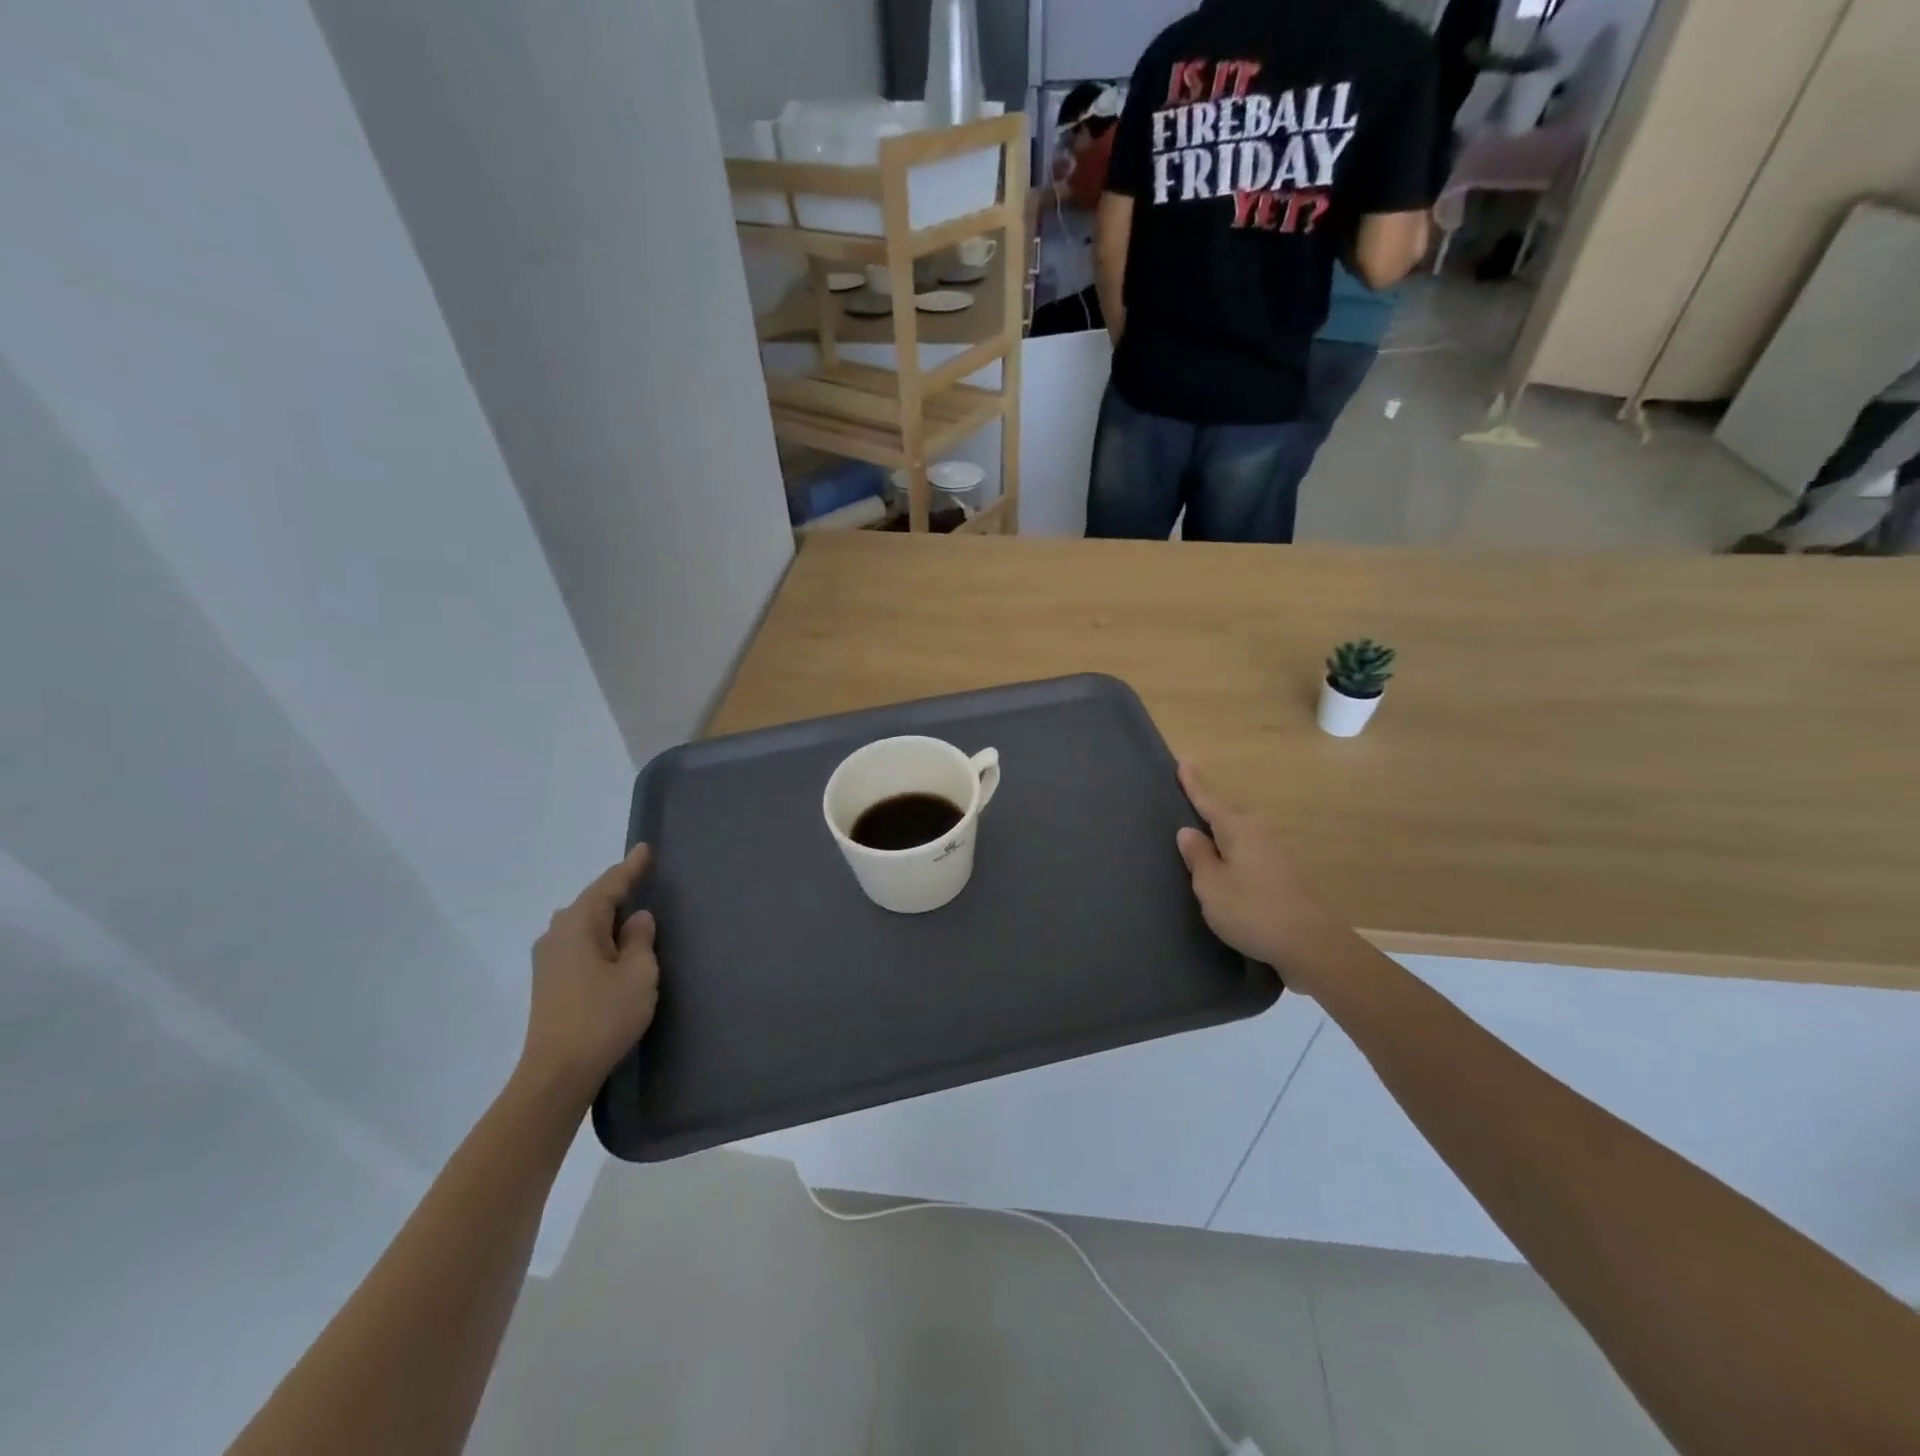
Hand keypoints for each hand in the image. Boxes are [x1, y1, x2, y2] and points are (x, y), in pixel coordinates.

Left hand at [518, 844, 660, 1105]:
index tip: (645, 849)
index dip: (630, 868)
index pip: (609, 885)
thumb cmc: (603, 1016)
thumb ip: (640, 939)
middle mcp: (556, 934)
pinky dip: (598, 937)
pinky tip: (613, 947)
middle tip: (642, 879)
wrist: (557, 1073)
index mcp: (578, 924)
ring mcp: (548, 959)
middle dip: (616, 891)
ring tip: (631, 914)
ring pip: (583, 924)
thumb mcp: (638, 973)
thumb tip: (636, 919)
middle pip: (592, 902)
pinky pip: (578, 943)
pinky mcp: (549, 982)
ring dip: (606, 917)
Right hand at [1175, 764, 1331, 970]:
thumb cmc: (1252, 910)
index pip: (1209, 801)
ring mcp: (1276, 855)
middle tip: (1187, 804)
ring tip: (1201, 842)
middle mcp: (1259, 834)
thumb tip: (1189, 831)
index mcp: (1238, 829)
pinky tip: (1226, 870)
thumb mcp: (1211, 885)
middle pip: (1228, 816)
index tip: (1183, 762)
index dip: (1194, 784)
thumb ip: (1198, 856)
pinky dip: (1234, 857)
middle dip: (1208, 811)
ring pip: (1240, 837)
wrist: (1311, 945)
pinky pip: (1250, 855)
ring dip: (1222, 838)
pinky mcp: (1285, 877)